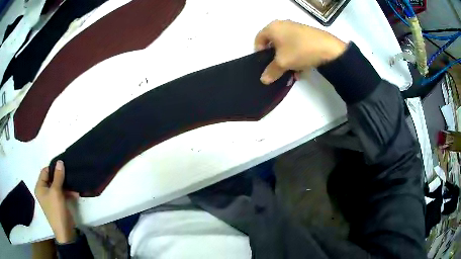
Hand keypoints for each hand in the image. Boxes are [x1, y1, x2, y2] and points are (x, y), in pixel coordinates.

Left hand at [35, 160, 78, 242]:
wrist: (65, 231)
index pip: (45, 171)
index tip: (63, 166)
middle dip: (61, 177)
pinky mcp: (58, 203)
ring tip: (74, 185)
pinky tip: (75, 193)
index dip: (53, 168)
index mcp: (40, 187)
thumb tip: (60, 161)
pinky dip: (68, 193)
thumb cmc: (56, 210)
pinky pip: (62, 193)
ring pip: (58, 186)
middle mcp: (44, 191)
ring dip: (66, 186)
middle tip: (69, 174)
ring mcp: (51, 198)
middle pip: (51, 178)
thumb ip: (58, 176)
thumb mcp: (56, 192)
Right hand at [255, 20, 346, 83]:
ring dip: (287, 60)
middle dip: (275, 58)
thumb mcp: (282, 63)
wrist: (329, 49)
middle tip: (278, 69)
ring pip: (286, 46)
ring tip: (292, 72)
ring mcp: (296, 28)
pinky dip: (297, 56)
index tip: (265, 64)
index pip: (258, 39)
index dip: (259, 53)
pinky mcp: (307, 34)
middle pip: (273, 43)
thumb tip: (263, 80)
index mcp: (272, 27)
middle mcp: (283, 25)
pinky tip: (302, 69)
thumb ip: (271, 71)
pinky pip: (297, 46)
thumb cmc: (299, 50)